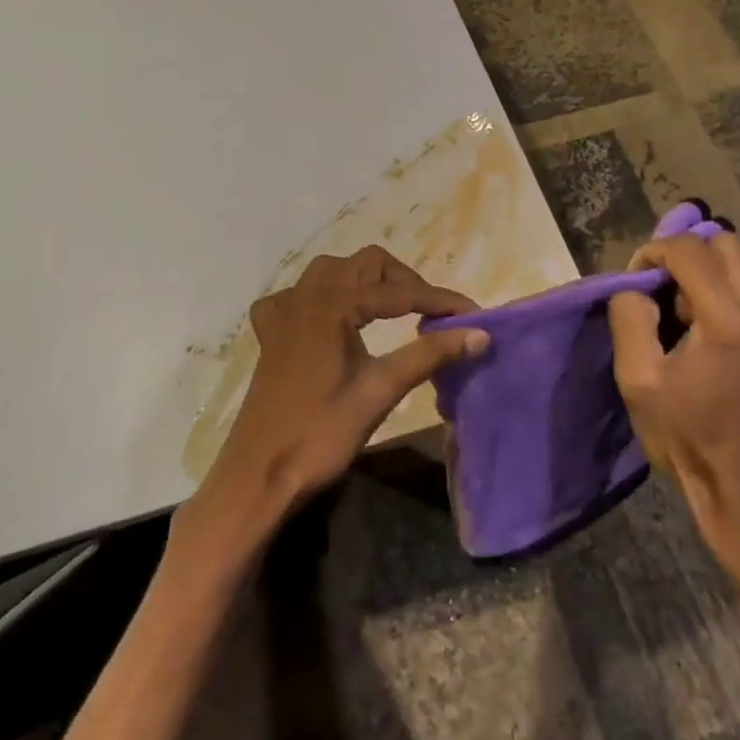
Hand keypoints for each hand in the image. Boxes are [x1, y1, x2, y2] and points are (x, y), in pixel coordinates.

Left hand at [178, 247, 488, 555]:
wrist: (259, 475)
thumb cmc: (321, 434)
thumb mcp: (380, 391)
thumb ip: (429, 355)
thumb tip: (480, 334)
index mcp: (332, 304)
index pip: (399, 291)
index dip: (440, 300)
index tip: (474, 314)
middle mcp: (305, 295)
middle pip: (365, 265)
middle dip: (404, 282)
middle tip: (433, 314)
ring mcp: (283, 312)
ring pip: (332, 272)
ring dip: (366, 282)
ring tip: (394, 311)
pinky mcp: (271, 334)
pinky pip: (298, 296)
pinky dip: (323, 298)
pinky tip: (333, 321)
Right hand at [608, 231, 739, 562]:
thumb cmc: (685, 435)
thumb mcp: (637, 378)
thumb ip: (630, 316)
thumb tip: (638, 288)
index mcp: (728, 319)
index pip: (689, 249)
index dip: (654, 252)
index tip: (638, 279)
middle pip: (727, 244)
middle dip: (688, 256)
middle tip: (666, 293)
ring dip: (715, 275)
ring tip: (694, 316)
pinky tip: (724, 335)